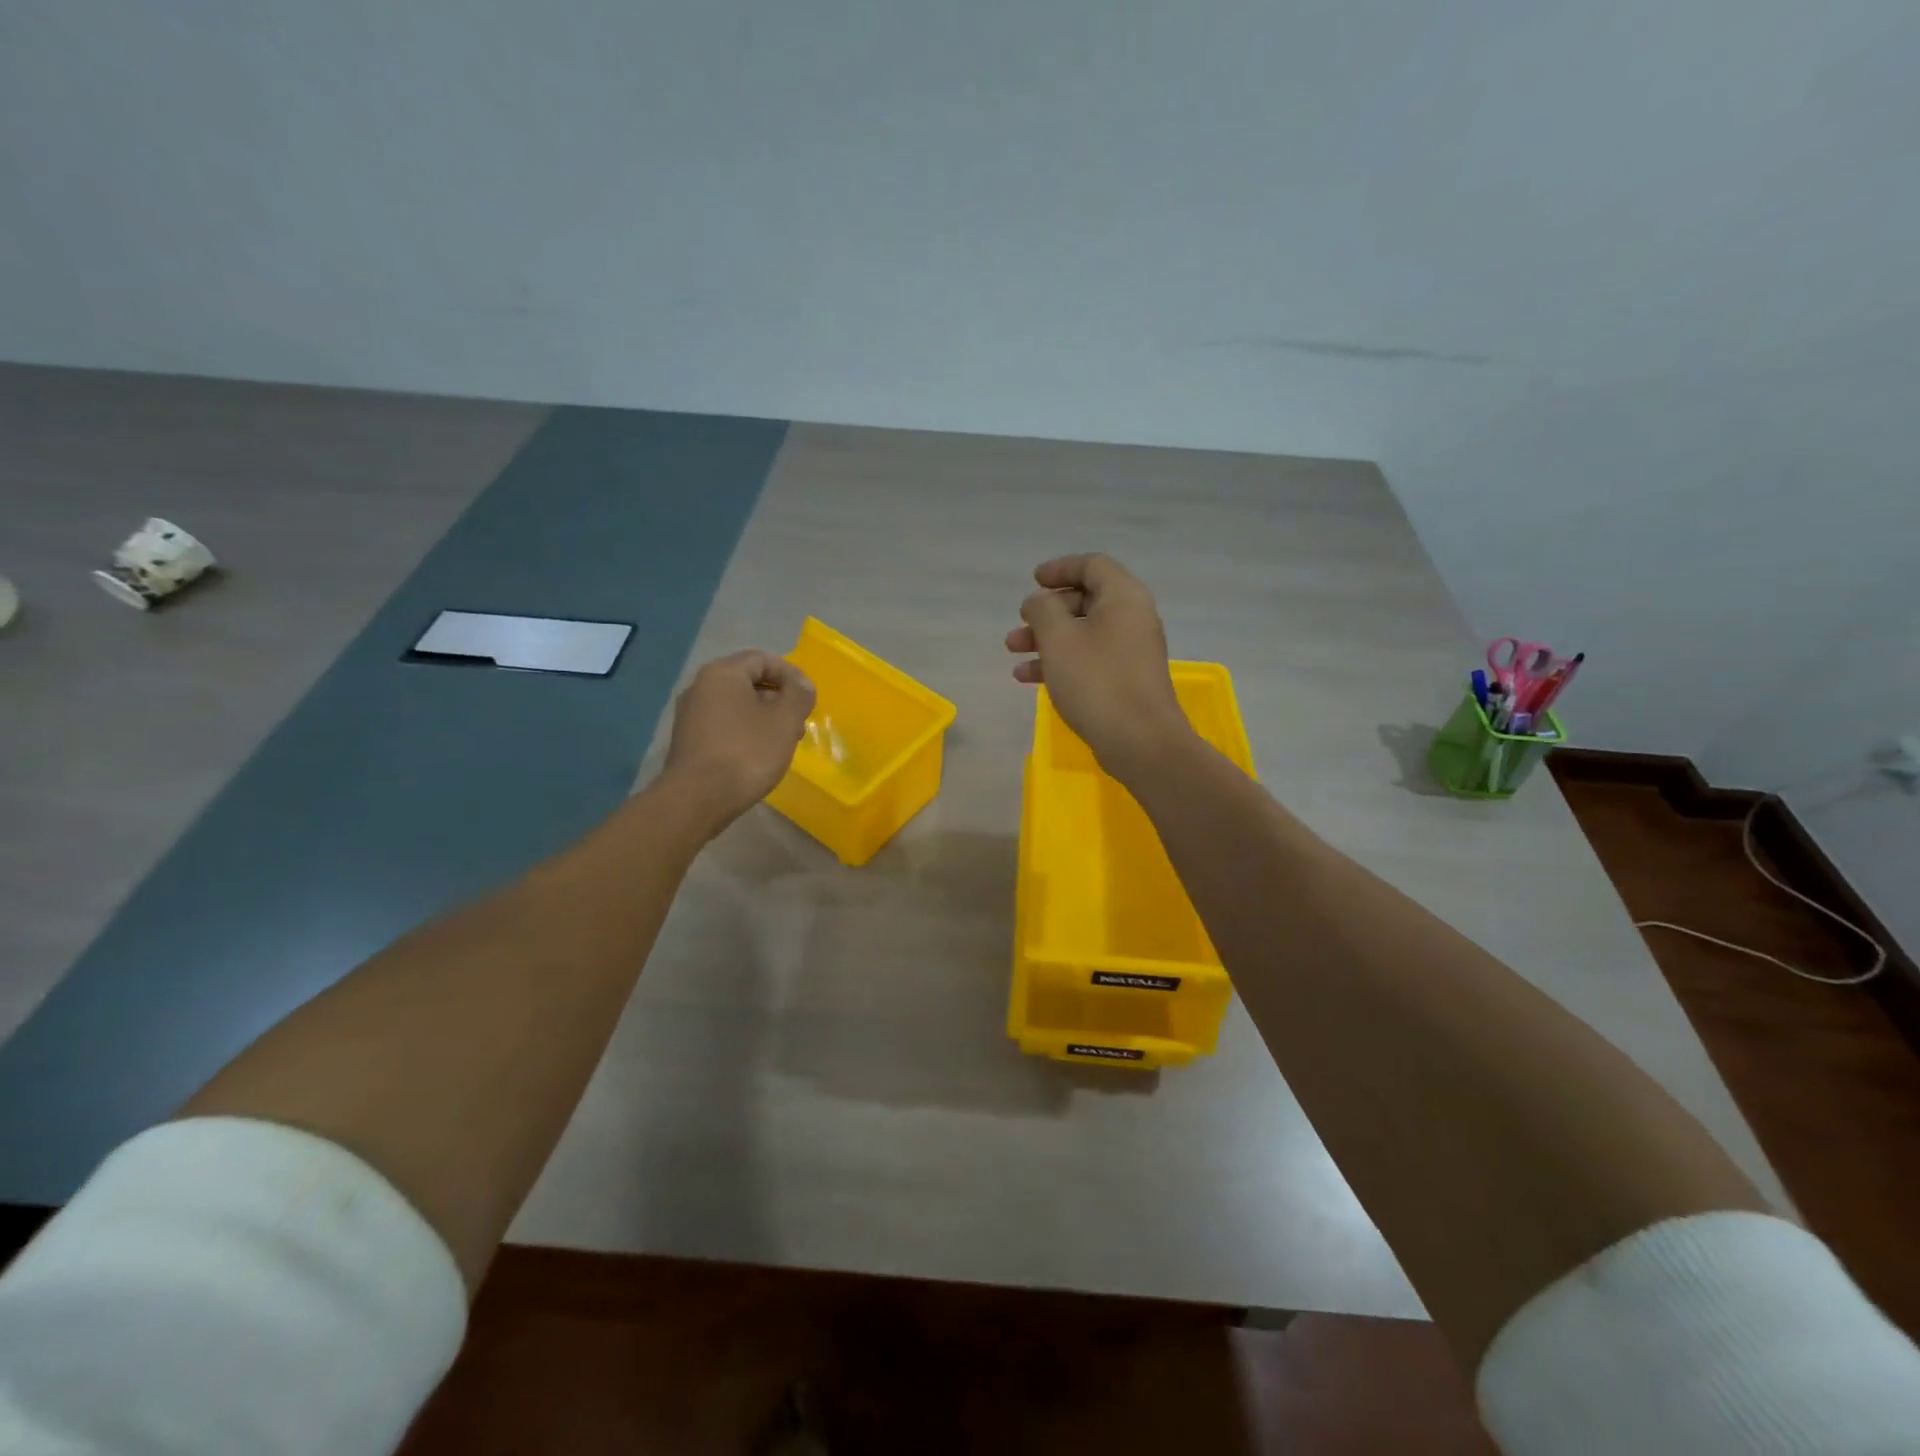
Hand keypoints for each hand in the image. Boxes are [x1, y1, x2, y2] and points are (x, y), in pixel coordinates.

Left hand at [663, 650, 815, 824]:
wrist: (697, 799)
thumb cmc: (747, 752)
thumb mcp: (785, 721)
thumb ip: (799, 694)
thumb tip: (801, 684)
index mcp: (722, 673)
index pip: (763, 659)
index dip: (791, 675)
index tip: (808, 699)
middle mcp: (700, 686)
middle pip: (749, 681)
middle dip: (779, 698)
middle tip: (799, 722)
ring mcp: (690, 714)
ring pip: (737, 705)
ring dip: (764, 717)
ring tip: (784, 741)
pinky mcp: (688, 740)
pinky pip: (724, 724)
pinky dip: (746, 731)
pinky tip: (759, 754)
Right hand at [1005, 554, 1193, 778]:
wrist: (1140, 741)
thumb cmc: (1096, 681)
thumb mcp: (1058, 638)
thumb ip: (1043, 610)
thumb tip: (1040, 601)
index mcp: (1124, 597)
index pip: (1092, 565)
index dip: (1060, 568)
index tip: (1033, 581)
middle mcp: (1133, 617)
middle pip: (1086, 599)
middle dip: (1047, 611)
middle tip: (1019, 624)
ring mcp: (1132, 650)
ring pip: (1083, 632)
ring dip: (1047, 639)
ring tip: (1013, 653)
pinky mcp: (1126, 679)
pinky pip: (1090, 658)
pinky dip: (1061, 661)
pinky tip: (1029, 678)